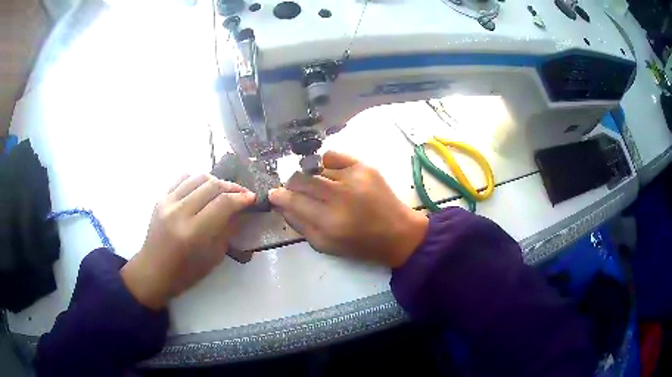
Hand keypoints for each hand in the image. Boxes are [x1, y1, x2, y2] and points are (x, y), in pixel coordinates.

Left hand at [121, 174, 255, 309]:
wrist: (153, 271)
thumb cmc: (184, 273)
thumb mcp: (212, 258)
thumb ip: (226, 231)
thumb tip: (239, 212)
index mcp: (193, 233)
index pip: (223, 204)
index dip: (241, 198)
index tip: (252, 198)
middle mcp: (179, 213)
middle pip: (211, 186)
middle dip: (232, 187)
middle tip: (242, 193)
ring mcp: (167, 202)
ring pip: (197, 177)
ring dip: (216, 181)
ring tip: (224, 190)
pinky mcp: (160, 198)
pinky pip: (182, 178)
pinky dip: (196, 179)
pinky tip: (202, 188)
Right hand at [269, 151, 427, 267]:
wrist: (397, 233)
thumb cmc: (360, 245)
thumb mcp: (325, 246)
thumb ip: (300, 225)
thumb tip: (282, 205)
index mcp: (330, 221)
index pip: (294, 201)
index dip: (279, 196)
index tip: (273, 194)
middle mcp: (340, 196)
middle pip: (301, 179)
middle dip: (291, 184)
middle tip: (293, 190)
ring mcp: (353, 177)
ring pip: (316, 169)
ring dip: (311, 178)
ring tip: (319, 188)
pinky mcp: (364, 167)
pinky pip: (333, 156)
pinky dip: (324, 163)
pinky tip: (328, 173)